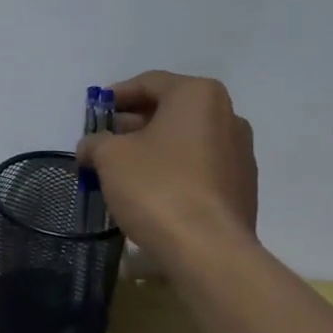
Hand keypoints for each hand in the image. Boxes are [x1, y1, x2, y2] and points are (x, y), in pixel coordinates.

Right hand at [76, 71, 257, 257]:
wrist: (208, 249)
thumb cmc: (157, 188)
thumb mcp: (110, 158)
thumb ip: (96, 143)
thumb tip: (90, 146)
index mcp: (198, 96)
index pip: (149, 83)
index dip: (116, 95)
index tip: (94, 112)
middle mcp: (227, 115)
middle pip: (170, 110)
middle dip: (134, 124)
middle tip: (104, 142)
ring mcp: (240, 153)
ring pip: (186, 140)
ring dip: (153, 148)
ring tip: (122, 170)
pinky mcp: (241, 187)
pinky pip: (199, 167)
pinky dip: (173, 170)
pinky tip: (150, 191)